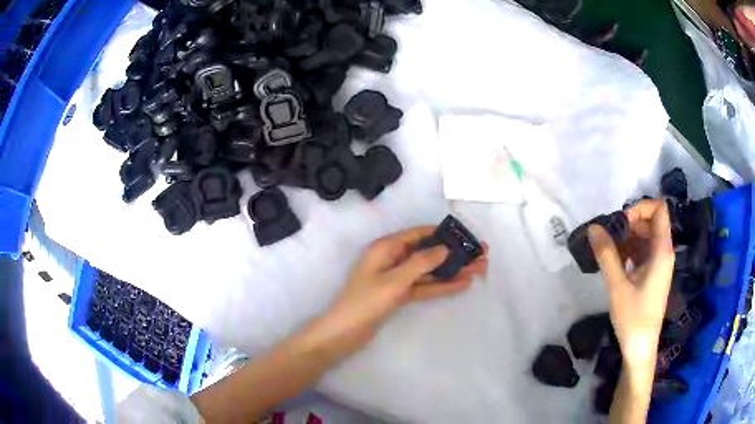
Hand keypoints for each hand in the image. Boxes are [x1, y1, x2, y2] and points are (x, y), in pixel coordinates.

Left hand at [324, 226, 488, 353]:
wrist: (345, 332)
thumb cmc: (366, 302)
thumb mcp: (395, 280)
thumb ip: (421, 263)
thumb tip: (445, 248)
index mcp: (386, 248)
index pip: (418, 234)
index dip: (442, 234)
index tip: (466, 236)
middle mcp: (392, 259)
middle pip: (427, 253)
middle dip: (453, 254)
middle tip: (480, 255)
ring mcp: (396, 278)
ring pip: (428, 271)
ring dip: (451, 271)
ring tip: (479, 269)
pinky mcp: (399, 294)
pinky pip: (424, 286)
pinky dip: (441, 285)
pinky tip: (462, 284)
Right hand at [588, 199, 674, 369]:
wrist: (640, 348)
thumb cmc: (633, 318)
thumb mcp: (617, 286)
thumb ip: (607, 255)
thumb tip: (594, 227)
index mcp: (662, 250)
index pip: (659, 209)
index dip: (640, 207)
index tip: (621, 222)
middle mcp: (664, 252)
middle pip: (651, 221)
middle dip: (630, 223)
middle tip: (610, 236)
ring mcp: (660, 263)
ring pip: (646, 236)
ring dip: (628, 237)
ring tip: (609, 250)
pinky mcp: (654, 274)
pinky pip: (644, 251)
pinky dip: (630, 250)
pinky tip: (616, 262)